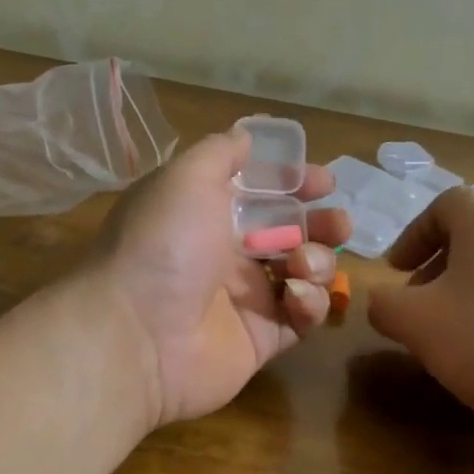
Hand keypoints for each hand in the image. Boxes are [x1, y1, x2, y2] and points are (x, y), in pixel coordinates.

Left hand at [86, 127, 348, 427]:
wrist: (137, 335)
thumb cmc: (163, 245)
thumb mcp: (185, 178)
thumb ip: (220, 152)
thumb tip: (246, 134)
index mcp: (208, 213)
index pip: (262, 193)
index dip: (295, 184)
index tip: (323, 182)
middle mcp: (227, 253)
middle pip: (291, 232)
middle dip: (321, 224)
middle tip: (336, 225)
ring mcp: (246, 298)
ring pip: (303, 273)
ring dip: (317, 261)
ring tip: (302, 262)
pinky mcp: (262, 339)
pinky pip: (302, 318)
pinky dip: (309, 303)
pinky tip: (294, 296)